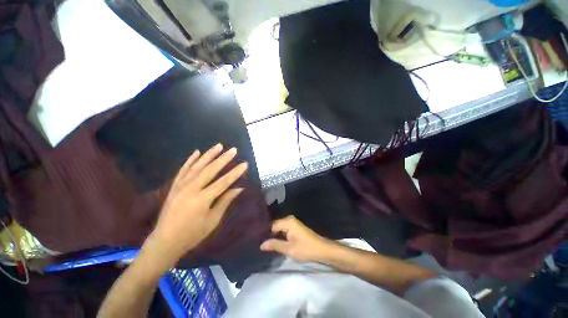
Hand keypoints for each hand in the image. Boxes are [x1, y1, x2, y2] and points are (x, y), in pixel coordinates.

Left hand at [143, 144, 247, 271]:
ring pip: (197, 166)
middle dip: (223, 159)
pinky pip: (183, 170)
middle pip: (210, 170)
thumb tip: (238, 188)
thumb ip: (225, 201)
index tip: (244, 164)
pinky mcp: (174, 186)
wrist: (165, 241)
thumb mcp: (213, 220)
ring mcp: (180, 186)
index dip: (235, 173)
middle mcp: (190, 189)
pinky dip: (190, 160)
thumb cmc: (192, 234)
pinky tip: (196, 152)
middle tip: (233, 150)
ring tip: (219, 146)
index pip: (223, 182)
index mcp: (202, 200)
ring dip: (209, 155)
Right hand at [260, 216, 333, 262]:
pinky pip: (284, 231)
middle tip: (261, 245)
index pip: (271, 225)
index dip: (265, 234)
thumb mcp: (289, 249)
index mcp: (287, 221)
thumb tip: (261, 244)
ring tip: (266, 245)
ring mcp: (293, 223)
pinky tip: (276, 244)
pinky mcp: (295, 228)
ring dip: (275, 237)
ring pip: (279, 229)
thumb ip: (274, 245)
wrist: (322, 250)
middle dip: (269, 235)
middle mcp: (289, 219)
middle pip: (275, 226)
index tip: (258, 242)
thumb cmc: (305, 249)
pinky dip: (280, 237)